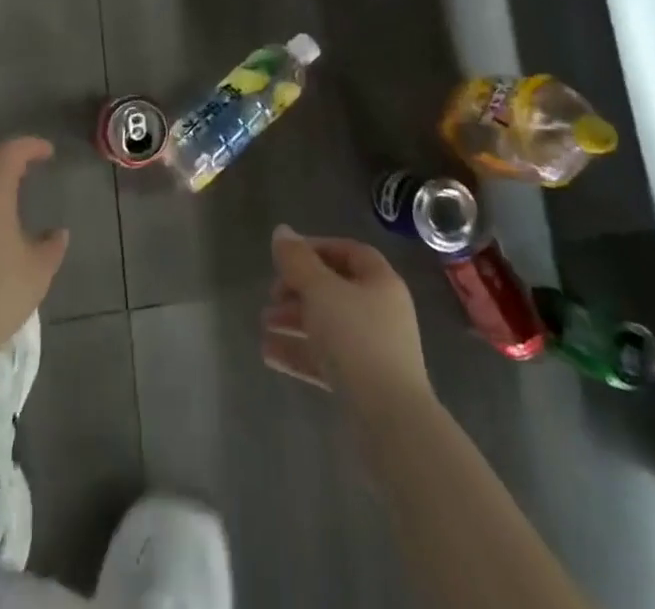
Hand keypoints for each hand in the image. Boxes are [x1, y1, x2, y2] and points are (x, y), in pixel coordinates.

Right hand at [261, 226, 431, 406]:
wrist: (391, 422)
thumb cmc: (357, 340)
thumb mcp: (321, 291)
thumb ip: (298, 260)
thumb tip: (281, 231)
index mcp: (381, 283)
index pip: (349, 252)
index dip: (317, 248)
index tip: (285, 256)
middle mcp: (381, 312)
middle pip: (335, 290)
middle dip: (298, 289)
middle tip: (271, 295)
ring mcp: (374, 351)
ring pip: (328, 325)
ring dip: (294, 320)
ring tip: (263, 324)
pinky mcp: (363, 385)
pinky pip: (327, 359)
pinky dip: (299, 352)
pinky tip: (268, 353)